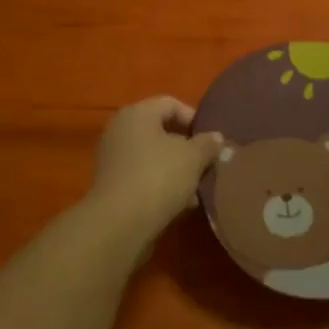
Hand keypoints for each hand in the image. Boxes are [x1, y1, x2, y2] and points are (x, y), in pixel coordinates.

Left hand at [86, 96, 222, 237]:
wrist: (119, 224)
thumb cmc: (159, 177)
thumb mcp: (193, 158)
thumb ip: (207, 144)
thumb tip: (215, 137)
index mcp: (137, 114)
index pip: (170, 104)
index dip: (194, 119)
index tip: (211, 140)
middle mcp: (120, 130)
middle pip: (161, 132)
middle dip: (187, 148)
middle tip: (206, 164)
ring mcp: (113, 159)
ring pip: (154, 157)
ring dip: (177, 170)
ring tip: (196, 190)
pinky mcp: (112, 185)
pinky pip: (143, 176)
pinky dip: (161, 185)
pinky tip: (180, 204)